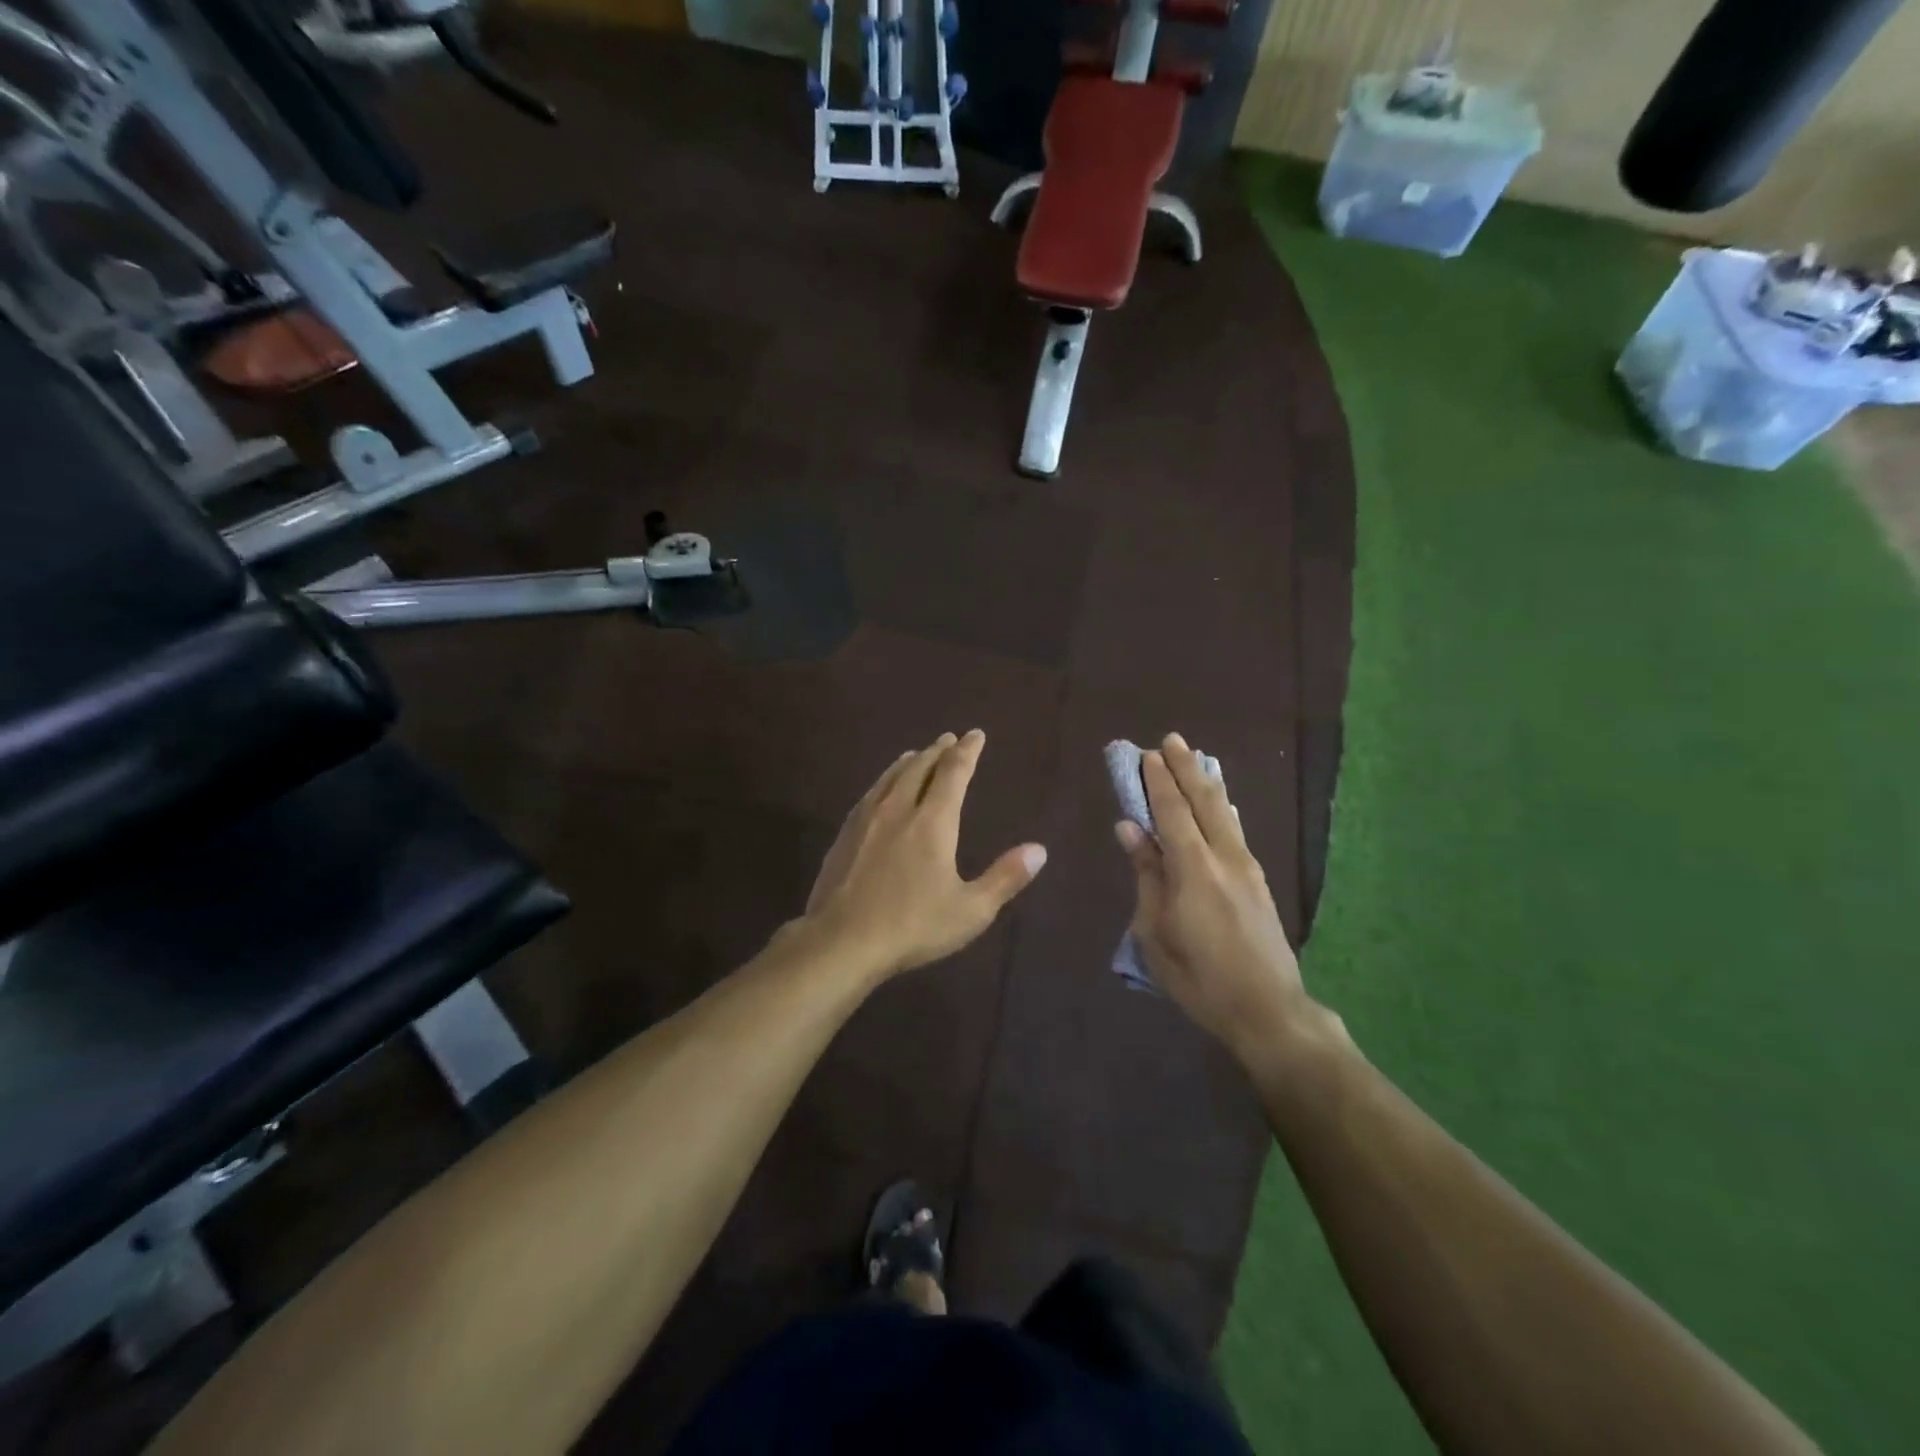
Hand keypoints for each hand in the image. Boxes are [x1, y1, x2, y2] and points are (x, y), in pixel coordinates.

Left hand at [803, 730, 1046, 982]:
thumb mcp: (971, 910)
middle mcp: (899, 810)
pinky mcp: (845, 834)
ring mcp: (867, 820)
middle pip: (920, 767)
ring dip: (909, 761)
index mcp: (933, 822)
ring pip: (891, 777)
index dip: (967, 751)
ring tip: (918, 753)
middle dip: (938, 750)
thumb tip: (1039, 850)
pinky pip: (870, 793)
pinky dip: (885, 779)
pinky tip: (881, 789)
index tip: (976, 734)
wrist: (842, 941)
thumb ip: (1005, 878)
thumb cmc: (913, 926)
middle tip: (950, 738)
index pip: (954, 773)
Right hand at [1115, 735, 1327, 1066]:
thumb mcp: (1156, 931)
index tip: (1145, 753)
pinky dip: (1222, 807)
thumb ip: (1146, 874)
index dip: (1157, 780)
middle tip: (1169, 740)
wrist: (1268, 1009)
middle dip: (1185, 768)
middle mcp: (1225, 857)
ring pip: (1225, 812)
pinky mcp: (1259, 881)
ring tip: (1194, 759)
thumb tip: (1130, 828)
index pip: (1171, 811)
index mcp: (1194, 868)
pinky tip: (1221, 803)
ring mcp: (1248, 868)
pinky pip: (1235, 830)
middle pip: (1204, 800)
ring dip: (1206, 782)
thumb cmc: (1199, 977)